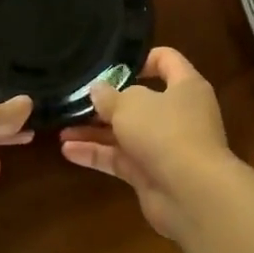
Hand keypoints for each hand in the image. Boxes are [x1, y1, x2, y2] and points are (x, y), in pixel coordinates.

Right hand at [59, 47, 237, 242]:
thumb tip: (97, 89)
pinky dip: (96, 154)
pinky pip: (120, 158)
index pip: (166, 60)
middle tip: (76, 99)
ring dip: (95, 131)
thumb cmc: (165, 132)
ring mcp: (164, 146)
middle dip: (107, 101)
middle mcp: (178, 114)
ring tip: (62, 128)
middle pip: (140, 100)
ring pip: (126, 132)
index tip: (109, 64)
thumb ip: (110, 95)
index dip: (140, 58)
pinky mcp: (151, 174)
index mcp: (185, 87)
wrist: (191, 194)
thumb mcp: (130, 104)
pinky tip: (68, 150)